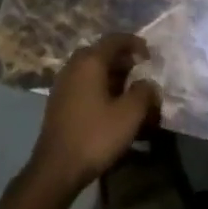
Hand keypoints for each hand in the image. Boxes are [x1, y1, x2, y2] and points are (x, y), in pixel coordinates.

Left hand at [31, 33, 160, 189]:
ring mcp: (62, 84)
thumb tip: (147, 84)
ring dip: (112, 76)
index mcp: (89, 62)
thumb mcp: (130, 114)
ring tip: (130, 92)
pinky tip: (111, 106)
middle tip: (141, 73)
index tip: (150, 56)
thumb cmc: (96, 136)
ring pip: (91, 70)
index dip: (135, 43)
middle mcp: (73, 67)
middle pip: (101, 53)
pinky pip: (83, 85)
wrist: (57, 168)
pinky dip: (100, 88)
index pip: (115, 39)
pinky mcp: (59, 102)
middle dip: (124, 60)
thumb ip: (144, 92)